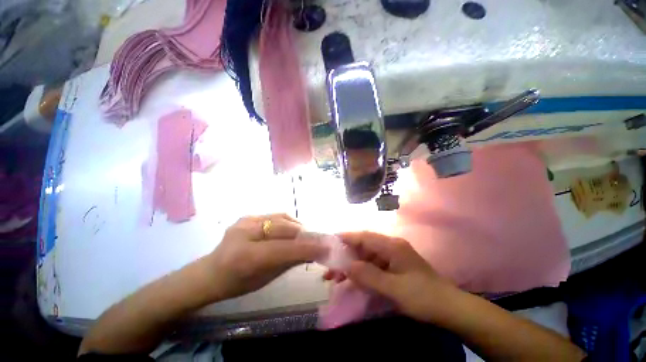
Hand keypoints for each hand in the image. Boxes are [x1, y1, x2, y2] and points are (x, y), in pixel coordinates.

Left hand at [206, 214, 326, 299]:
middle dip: (306, 234)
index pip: (284, 248)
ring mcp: (246, 221)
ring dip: (299, 227)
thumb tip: (315, 251)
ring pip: (282, 219)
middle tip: (320, 240)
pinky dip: (289, 222)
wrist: (211, 272)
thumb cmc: (238, 283)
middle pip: (285, 229)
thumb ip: (291, 261)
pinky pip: (276, 216)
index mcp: (245, 257)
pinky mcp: (248, 216)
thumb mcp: (266, 278)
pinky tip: (294, 229)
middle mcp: (245, 233)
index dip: (307, 247)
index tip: (327, 247)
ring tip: (308, 235)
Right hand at [329, 231, 457, 323]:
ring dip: (352, 265)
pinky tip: (353, 280)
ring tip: (336, 277)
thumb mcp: (394, 288)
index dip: (347, 237)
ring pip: (366, 257)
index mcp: (392, 246)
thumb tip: (346, 265)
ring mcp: (392, 256)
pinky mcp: (393, 266)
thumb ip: (369, 275)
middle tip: (330, 268)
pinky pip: (373, 265)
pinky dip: (361, 271)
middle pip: (363, 247)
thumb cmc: (423, 297)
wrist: (449, 309)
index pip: (364, 237)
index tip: (330, 241)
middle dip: (346, 256)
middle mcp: (391, 246)